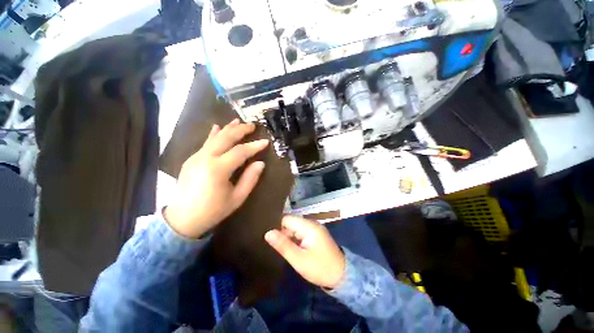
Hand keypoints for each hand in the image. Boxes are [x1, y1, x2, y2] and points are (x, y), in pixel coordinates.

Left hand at [164, 119, 268, 238]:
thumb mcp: (237, 198)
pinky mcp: (191, 159)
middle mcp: (206, 158)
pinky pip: (205, 143)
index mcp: (218, 169)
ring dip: (228, 128)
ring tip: (238, 121)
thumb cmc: (213, 210)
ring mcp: (196, 157)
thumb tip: (260, 163)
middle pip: (226, 138)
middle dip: (240, 130)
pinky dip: (213, 134)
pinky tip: (217, 127)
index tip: (265, 141)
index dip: (254, 146)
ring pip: (215, 138)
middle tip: (252, 125)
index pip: (241, 151)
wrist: (183, 218)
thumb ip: (250, 179)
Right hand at [265, 216, 345, 288]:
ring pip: (295, 228)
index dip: (278, 227)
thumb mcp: (299, 259)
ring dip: (289, 237)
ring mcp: (314, 228)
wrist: (341, 276)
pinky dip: (295, 239)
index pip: (287, 219)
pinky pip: (301, 232)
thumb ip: (283, 245)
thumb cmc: (319, 268)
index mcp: (308, 226)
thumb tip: (268, 233)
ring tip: (283, 249)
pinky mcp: (316, 234)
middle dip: (283, 233)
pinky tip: (293, 248)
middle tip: (278, 247)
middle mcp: (312, 223)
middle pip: (291, 222)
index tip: (271, 239)